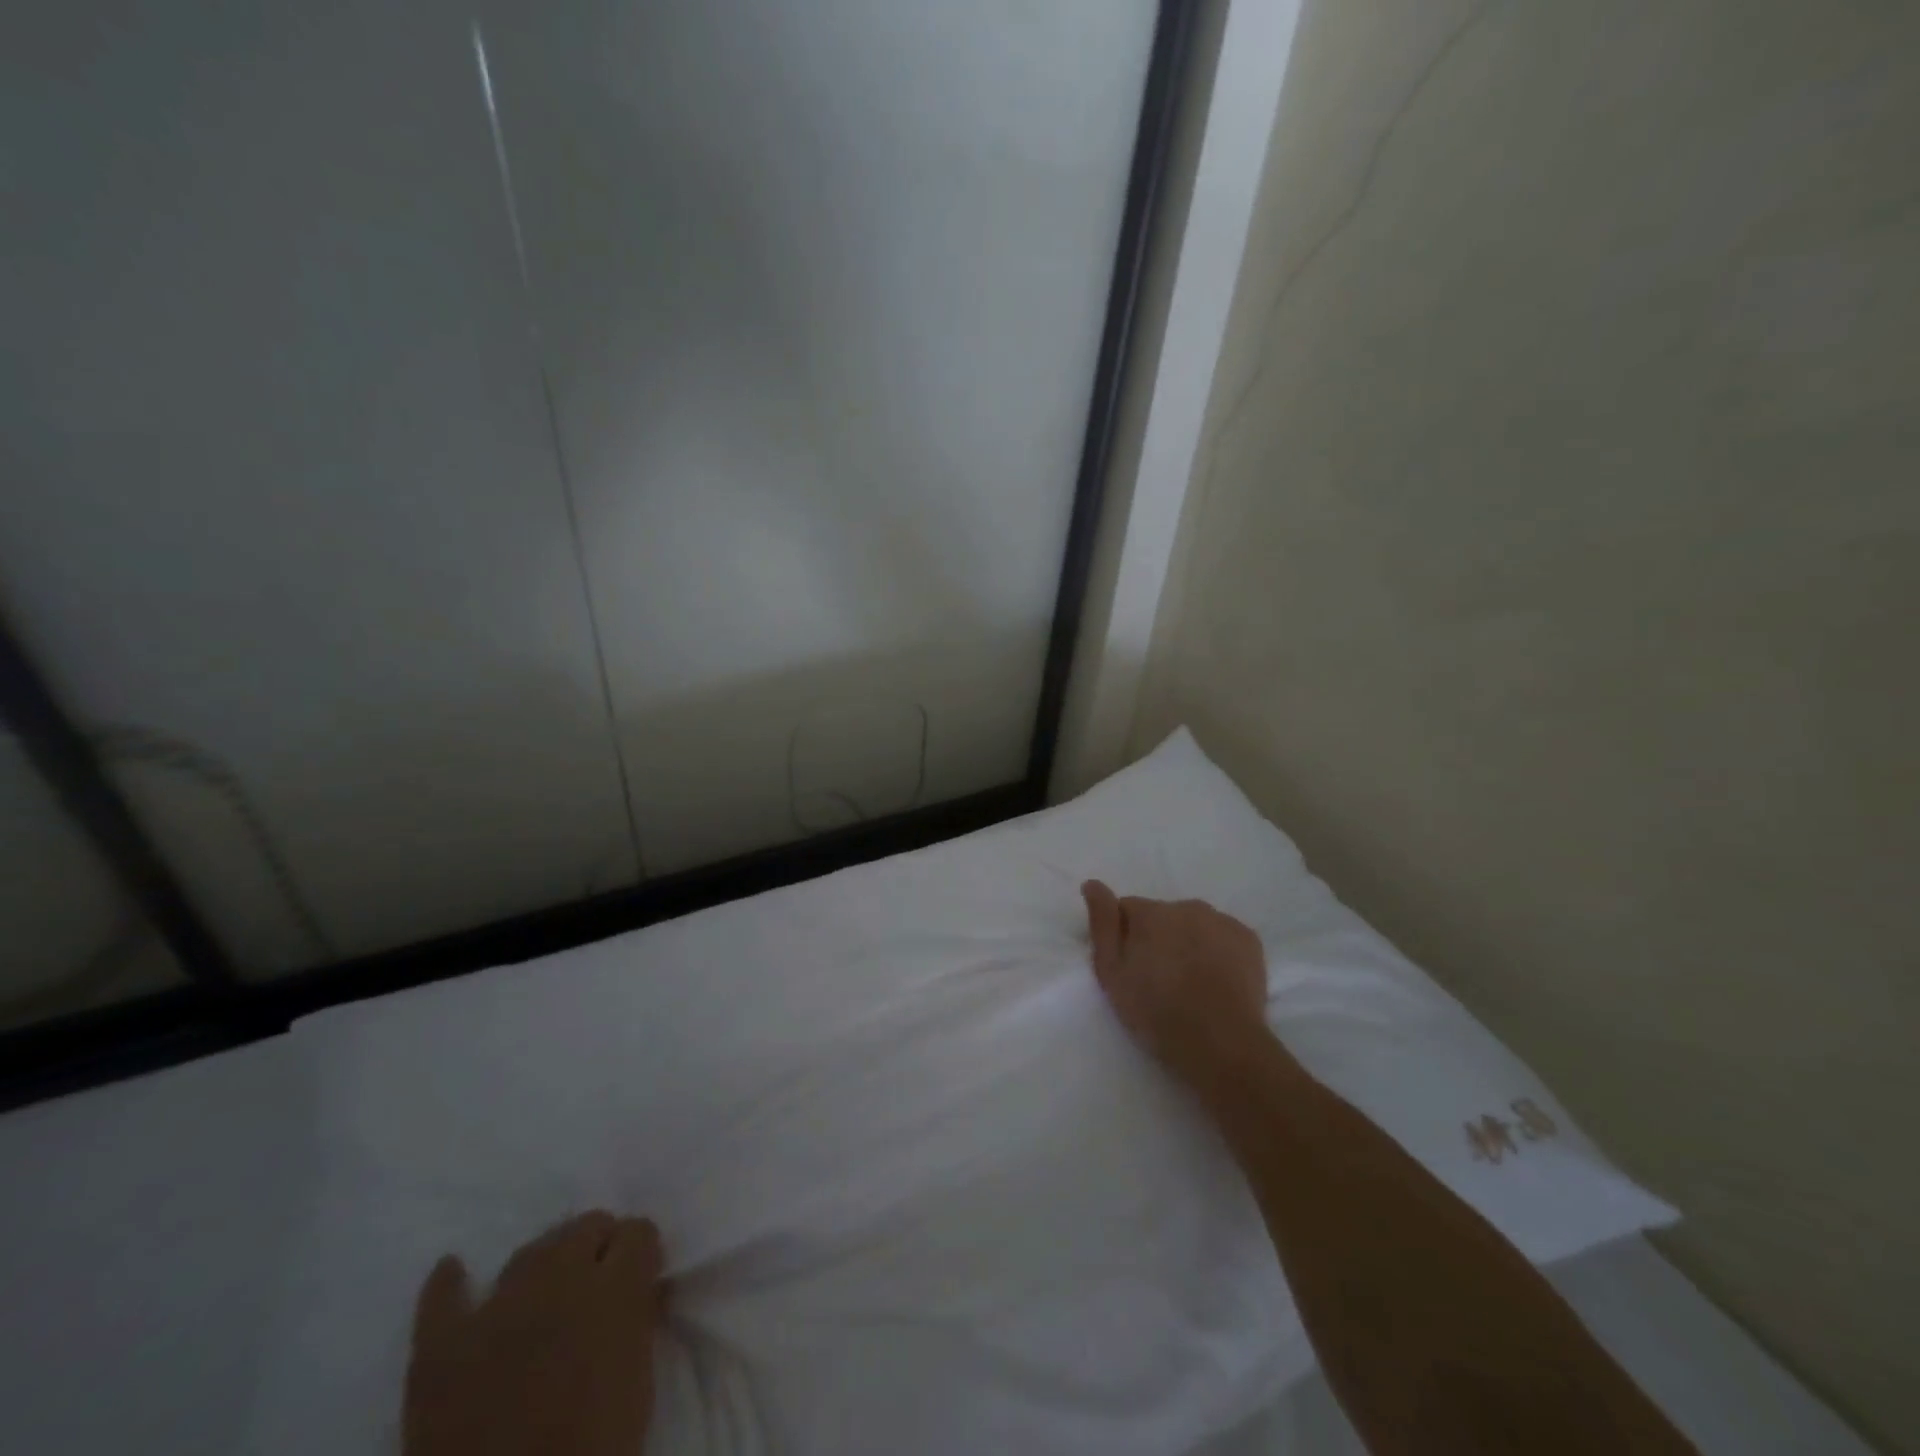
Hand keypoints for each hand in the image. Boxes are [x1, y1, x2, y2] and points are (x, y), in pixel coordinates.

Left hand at [404, 1212, 666, 1455]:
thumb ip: (637, 1319)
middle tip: (597, 1287)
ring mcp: (496, 1308)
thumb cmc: (592, 1448)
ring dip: (546, 1264)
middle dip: (598, 1248)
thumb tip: (637, 1291)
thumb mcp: (638, 1380)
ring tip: (547, 1295)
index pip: (639, 1231)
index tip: (640, 1277)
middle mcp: (558, 1278)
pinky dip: (449, 1284)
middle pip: (586, 1226)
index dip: (641, 1253)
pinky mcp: (441, 1348)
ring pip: (530, 1251)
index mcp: (613, 1288)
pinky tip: (454, 1271)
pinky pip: (442, 1299)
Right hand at [1081, 880, 1272, 1089]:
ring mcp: (1222, 921)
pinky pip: (1223, 936)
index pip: (1127, 909)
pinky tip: (1215, 981)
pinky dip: (1217, 951)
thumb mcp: (1112, 973)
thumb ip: (1102, 924)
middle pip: (1163, 916)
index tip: (1130, 967)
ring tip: (1190, 983)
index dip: (1124, 936)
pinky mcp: (1249, 940)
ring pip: (1194, 925)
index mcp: (1151, 912)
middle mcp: (1187, 906)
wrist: (1221, 1044)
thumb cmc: (1156, 1011)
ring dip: (1188, 942)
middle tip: (1159, 980)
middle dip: (1158, 938)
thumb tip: (1092, 884)